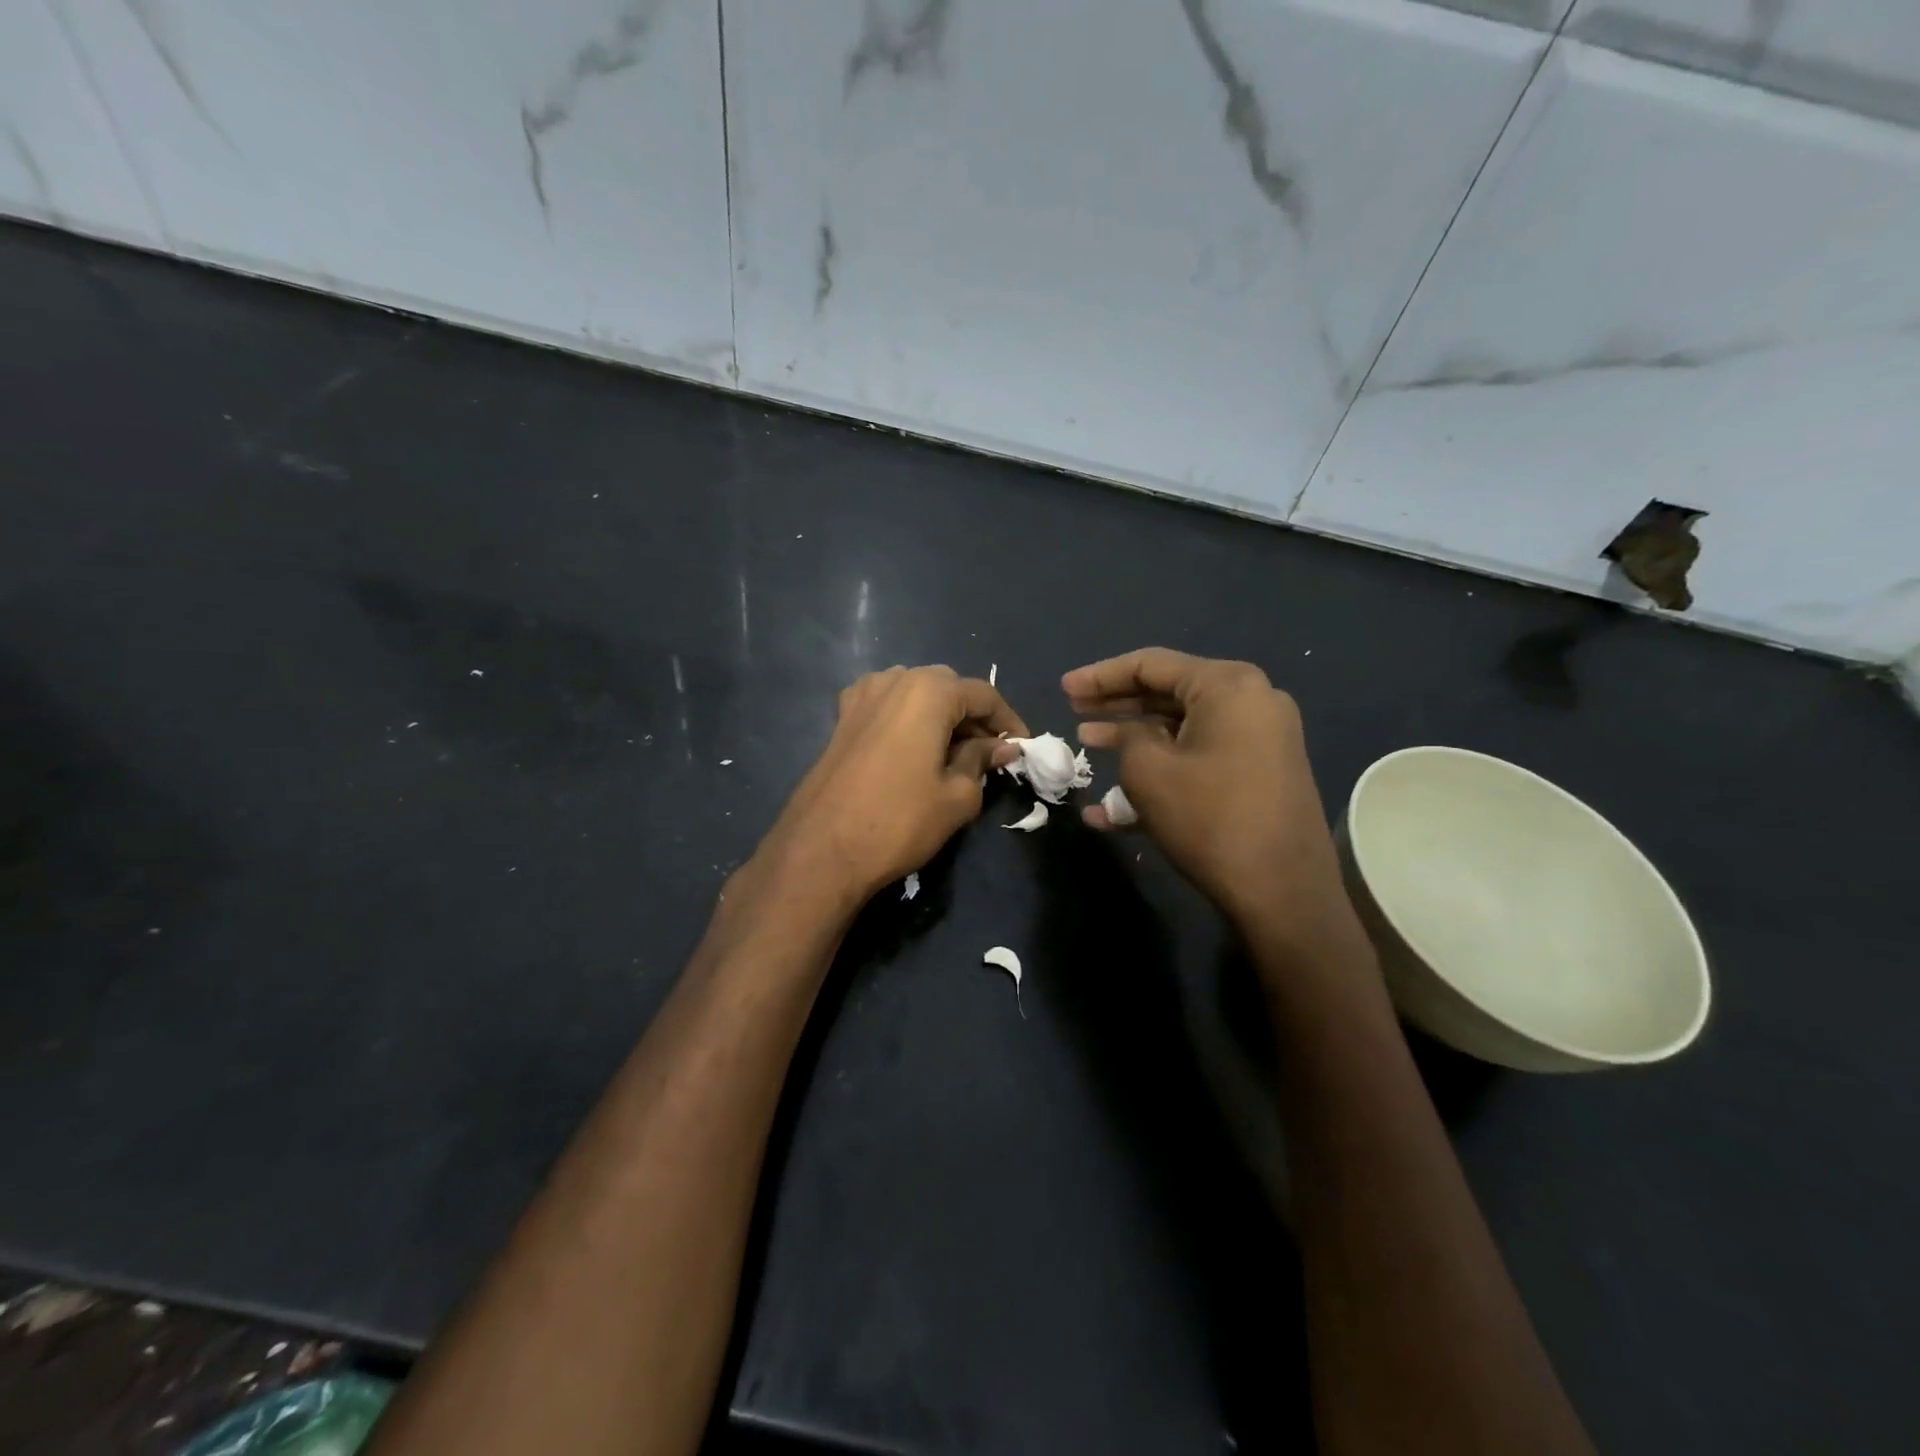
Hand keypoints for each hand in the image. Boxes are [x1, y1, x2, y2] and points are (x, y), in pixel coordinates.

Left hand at [755, 666, 1026, 906]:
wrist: (822, 849)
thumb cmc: (899, 821)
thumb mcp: (957, 795)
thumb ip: (981, 761)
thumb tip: (1003, 747)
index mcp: (929, 690)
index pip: (984, 695)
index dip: (1008, 721)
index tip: (1023, 748)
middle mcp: (895, 679)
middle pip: (948, 688)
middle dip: (973, 717)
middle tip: (989, 754)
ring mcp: (862, 695)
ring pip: (915, 693)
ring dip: (939, 716)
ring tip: (952, 753)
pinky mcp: (842, 717)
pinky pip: (886, 705)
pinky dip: (907, 719)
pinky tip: (911, 747)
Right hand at [1065, 648, 1360, 952]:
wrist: (1283, 892)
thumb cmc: (1209, 818)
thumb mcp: (1149, 771)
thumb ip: (1128, 737)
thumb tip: (1130, 734)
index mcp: (1228, 686)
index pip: (1151, 665)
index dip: (1101, 676)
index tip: (1064, 688)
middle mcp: (1252, 702)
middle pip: (1169, 693)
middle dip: (1117, 704)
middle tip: (1075, 710)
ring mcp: (1261, 739)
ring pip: (1183, 729)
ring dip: (1134, 738)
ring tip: (1089, 743)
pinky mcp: (1261, 774)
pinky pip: (1201, 758)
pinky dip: (1163, 769)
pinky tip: (1115, 802)